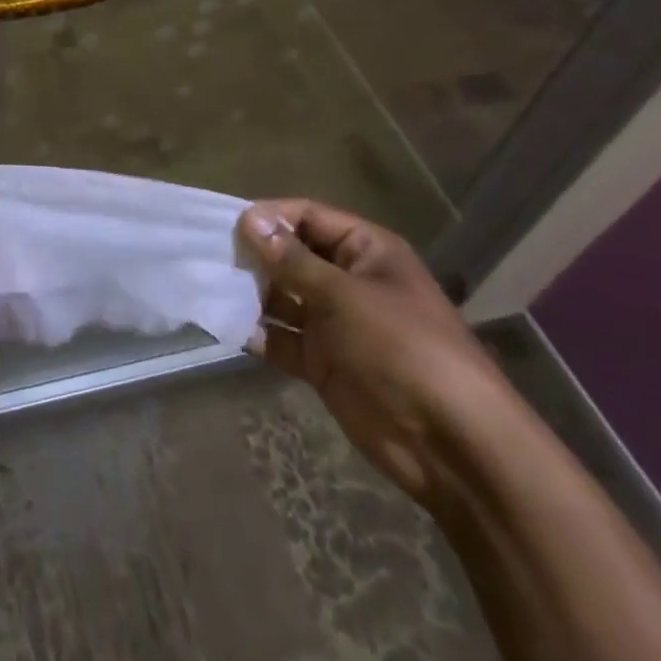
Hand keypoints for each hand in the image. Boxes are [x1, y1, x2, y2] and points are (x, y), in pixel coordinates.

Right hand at [239, 199, 518, 509]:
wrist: (451, 444)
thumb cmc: (403, 348)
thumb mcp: (345, 296)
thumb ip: (293, 261)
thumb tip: (249, 220)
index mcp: (365, 251)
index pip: (309, 217)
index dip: (271, 217)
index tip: (228, 225)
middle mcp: (347, 280)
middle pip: (291, 256)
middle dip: (254, 256)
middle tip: (209, 258)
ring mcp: (334, 323)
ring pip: (281, 297)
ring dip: (250, 294)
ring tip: (209, 290)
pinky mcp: (322, 362)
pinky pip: (281, 338)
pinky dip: (256, 333)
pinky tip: (226, 328)